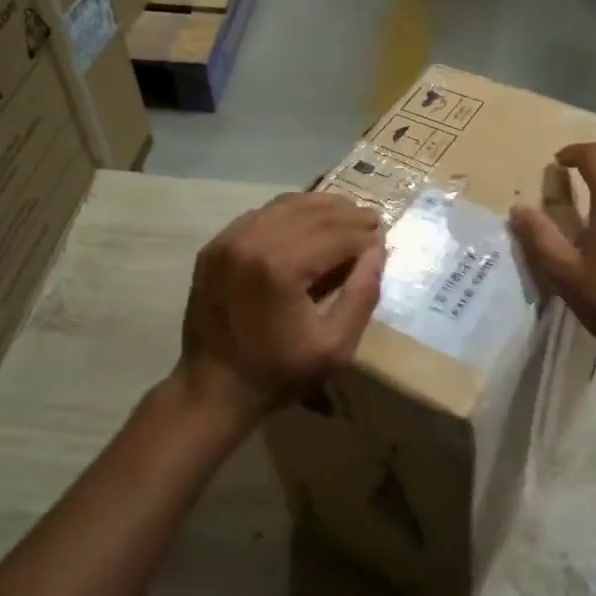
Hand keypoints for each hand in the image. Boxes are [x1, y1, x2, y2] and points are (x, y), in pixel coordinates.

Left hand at [177, 192, 385, 430]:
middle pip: (313, 213)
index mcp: (281, 267)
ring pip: (285, 205)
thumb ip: (362, 294)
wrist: (212, 389)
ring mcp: (229, 240)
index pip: (337, 235)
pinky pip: (260, 215)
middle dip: (348, 215)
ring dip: (320, 206)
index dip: (365, 234)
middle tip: (373, 219)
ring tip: (346, 214)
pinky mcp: (215, 246)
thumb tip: (377, 250)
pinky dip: (289, 212)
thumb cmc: (278, 373)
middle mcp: (253, 241)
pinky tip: (306, 222)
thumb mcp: (335, 346)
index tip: (384, 237)